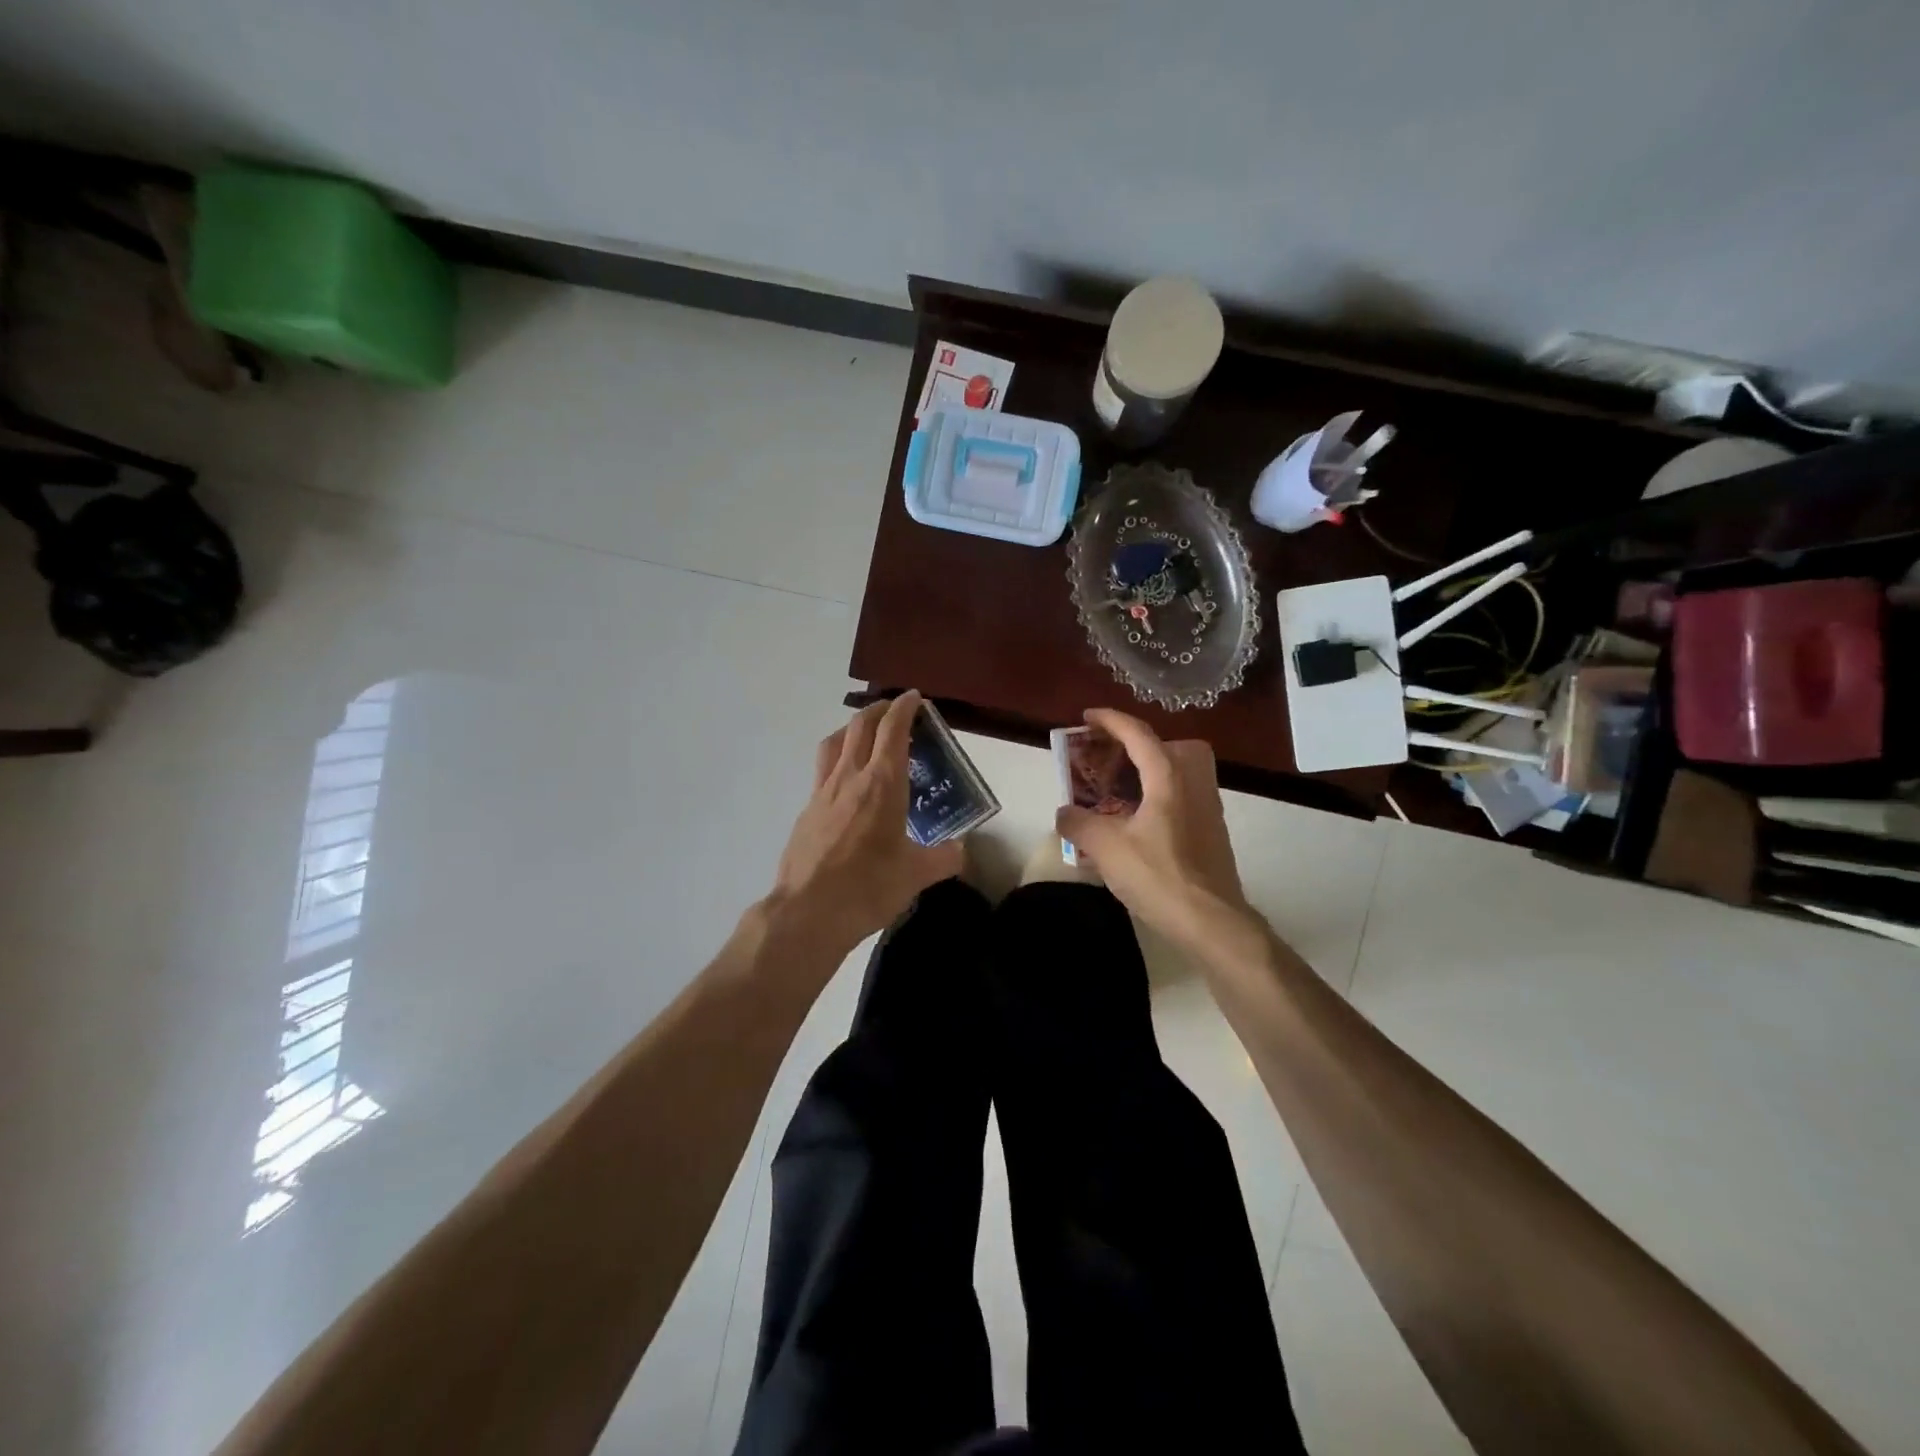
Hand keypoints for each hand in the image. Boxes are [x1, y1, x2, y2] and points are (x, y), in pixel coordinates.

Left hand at [770, 691, 963, 957]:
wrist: (807, 912)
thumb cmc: (867, 888)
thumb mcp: (916, 876)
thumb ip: (944, 857)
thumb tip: (960, 850)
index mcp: (882, 784)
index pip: (893, 730)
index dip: (905, 708)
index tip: (915, 698)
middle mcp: (850, 777)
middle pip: (861, 725)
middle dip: (880, 710)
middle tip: (896, 711)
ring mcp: (823, 791)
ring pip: (835, 742)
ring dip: (852, 728)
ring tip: (866, 735)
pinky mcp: (807, 810)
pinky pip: (823, 770)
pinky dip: (838, 760)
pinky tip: (847, 783)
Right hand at [1055, 709, 1255, 951]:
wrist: (1212, 921)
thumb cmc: (1159, 876)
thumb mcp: (1107, 848)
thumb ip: (1079, 823)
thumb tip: (1064, 813)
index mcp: (1168, 777)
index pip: (1138, 734)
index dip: (1110, 720)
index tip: (1087, 716)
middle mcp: (1193, 783)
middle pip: (1167, 746)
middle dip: (1137, 744)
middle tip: (1109, 758)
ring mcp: (1207, 807)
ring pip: (1177, 772)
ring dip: (1148, 771)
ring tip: (1117, 792)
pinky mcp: (1211, 831)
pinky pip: (1181, 796)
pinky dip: (1158, 796)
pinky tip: (1135, 824)